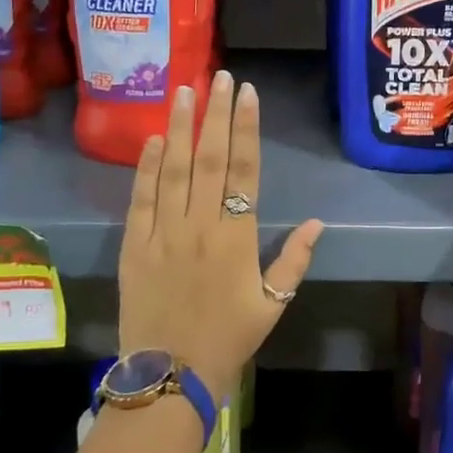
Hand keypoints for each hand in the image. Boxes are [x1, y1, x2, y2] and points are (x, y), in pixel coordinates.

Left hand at [118, 71, 324, 399]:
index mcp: (237, 238)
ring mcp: (163, 234)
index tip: (248, 94)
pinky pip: (141, 199)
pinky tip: (155, 139)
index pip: (244, 171)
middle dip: (215, 114)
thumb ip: (294, 261)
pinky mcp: (134, 246)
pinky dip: (147, 167)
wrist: (168, 376)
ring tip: (185, 91)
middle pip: (209, 159)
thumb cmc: (228, 340)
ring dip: (181, 128)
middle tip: (219, 76)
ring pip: (173, 170)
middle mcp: (200, 226)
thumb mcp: (273, 306)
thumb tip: (317, 223)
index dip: (246, 129)